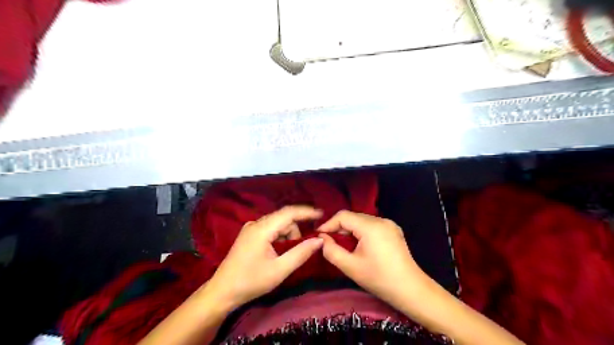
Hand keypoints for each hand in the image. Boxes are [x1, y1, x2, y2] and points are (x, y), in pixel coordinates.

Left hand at [205, 206, 323, 308]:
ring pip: (278, 224)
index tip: (322, 214)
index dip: (307, 212)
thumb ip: (301, 253)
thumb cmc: (251, 282)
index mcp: (262, 229)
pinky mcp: (249, 234)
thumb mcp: (279, 270)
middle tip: (303, 248)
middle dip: (296, 231)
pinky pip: (270, 229)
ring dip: (288, 235)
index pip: (289, 213)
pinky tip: (279, 251)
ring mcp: (251, 228)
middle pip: (284, 219)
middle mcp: (256, 223)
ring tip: (288, 254)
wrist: (222, 291)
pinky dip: (280, 237)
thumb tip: (319, 240)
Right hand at [319, 212, 427, 305]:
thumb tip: (322, 238)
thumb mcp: (350, 267)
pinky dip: (361, 232)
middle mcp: (381, 220)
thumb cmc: (379, 279)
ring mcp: (389, 224)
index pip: (343, 216)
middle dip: (339, 228)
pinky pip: (372, 226)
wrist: (410, 290)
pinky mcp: (393, 230)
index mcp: (371, 226)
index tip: (319, 236)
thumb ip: (331, 251)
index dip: (328, 224)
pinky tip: (359, 246)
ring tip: (343, 245)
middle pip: (353, 217)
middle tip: (329, 242)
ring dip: (350, 230)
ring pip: (362, 221)